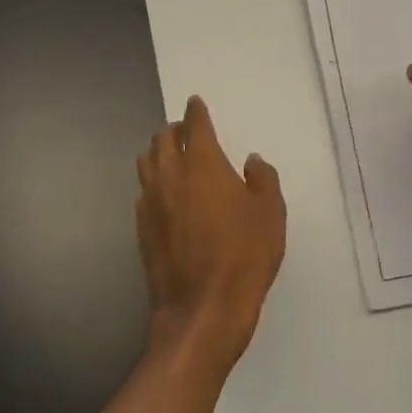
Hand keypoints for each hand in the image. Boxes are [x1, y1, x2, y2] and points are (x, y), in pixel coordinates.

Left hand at [135, 96, 285, 373]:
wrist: (203, 309)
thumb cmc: (244, 256)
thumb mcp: (270, 214)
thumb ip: (262, 179)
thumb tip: (251, 161)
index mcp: (203, 164)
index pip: (195, 125)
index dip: (196, 111)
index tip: (195, 103)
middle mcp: (170, 175)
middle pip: (163, 139)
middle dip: (175, 129)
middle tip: (188, 131)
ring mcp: (151, 202)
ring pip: (147, 162)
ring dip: (159, 152)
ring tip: (172, 156)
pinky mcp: (141, 228)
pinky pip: (144, 191)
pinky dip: (153, 183)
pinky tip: (165, 194)